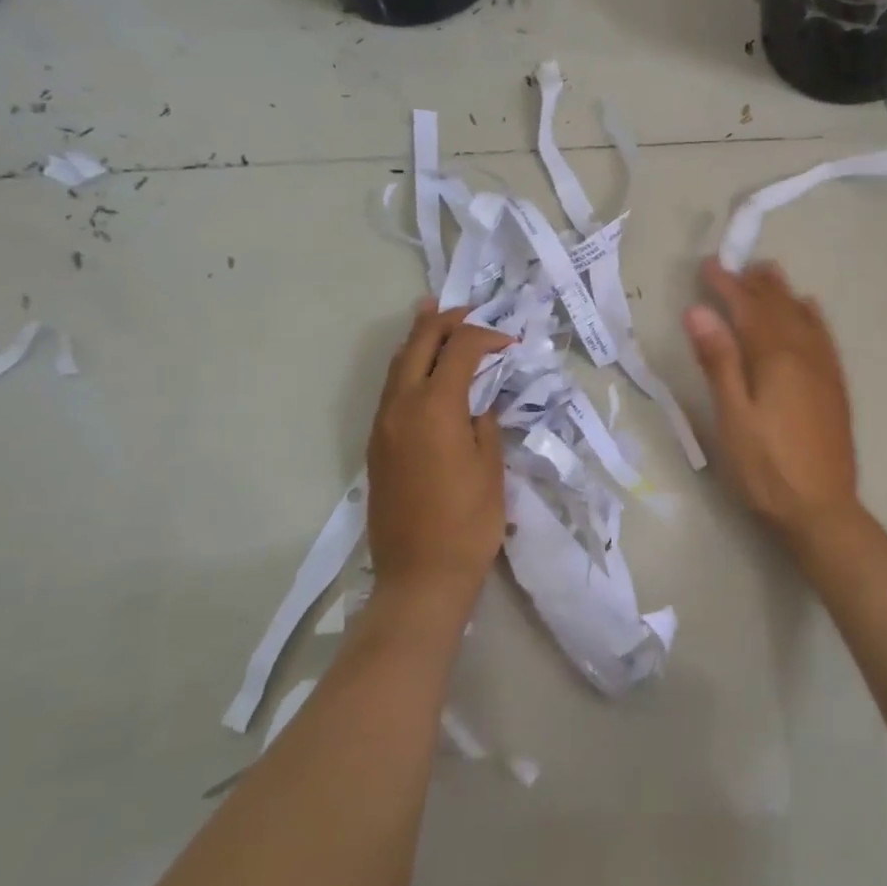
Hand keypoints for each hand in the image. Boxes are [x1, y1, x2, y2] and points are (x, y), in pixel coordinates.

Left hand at [367, 303, 512, 611]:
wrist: (420, 576)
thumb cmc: (469, 522)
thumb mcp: (491, 466)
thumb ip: (485, 421)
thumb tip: (480, 400)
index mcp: (435, 407)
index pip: (459, 350)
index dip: (486, 336)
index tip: (509, 343)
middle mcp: (401, 407)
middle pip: (417, 345)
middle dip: (443, 322)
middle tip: (467, 310)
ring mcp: (382, 426)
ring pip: (397, 365)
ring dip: (419, 340)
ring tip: (437, 320)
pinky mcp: (377, 445)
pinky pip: (390, 390)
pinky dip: (409, 368)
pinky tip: (425, 371)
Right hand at [683, 258, 860, 543]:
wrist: (821, 510)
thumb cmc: (766, 468)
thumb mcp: (732, 417)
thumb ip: (718, 361)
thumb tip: (699, 311)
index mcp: (775, 359)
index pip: (747, 309)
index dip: (726, 285)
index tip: (707, 265)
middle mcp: (804, 354)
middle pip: (778, 307)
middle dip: (754, 284)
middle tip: (735, 265)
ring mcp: (824, 370)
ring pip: (803, 317)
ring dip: (783, 293)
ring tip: (769, 273)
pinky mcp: (834, 387)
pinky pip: (823, 337)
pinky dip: (812, 316)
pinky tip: (809, 310)